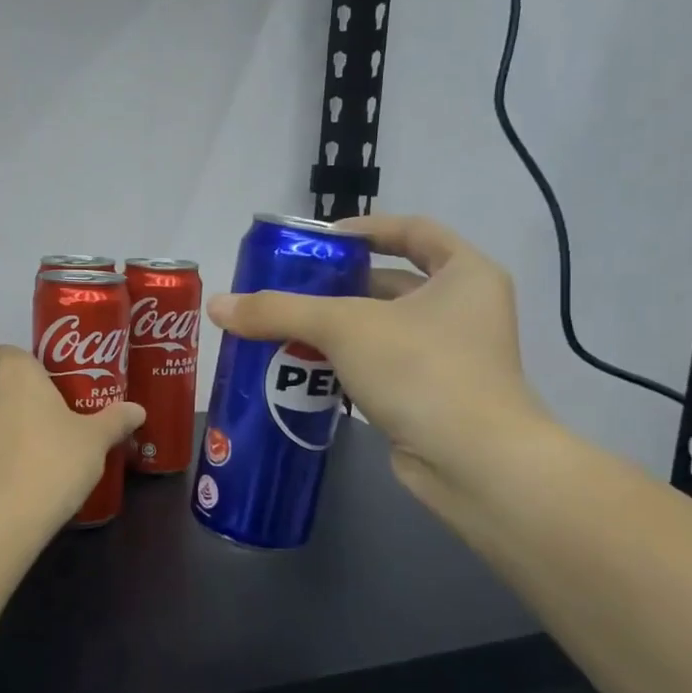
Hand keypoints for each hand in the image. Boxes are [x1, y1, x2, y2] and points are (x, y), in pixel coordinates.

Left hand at [0, 345, 145, 528]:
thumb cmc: (52, 462)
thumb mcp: (94, 441)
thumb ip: (115, 420)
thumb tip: (137, 410)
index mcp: (13, 371)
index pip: (10, 352)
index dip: (29, 368)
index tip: (53, 390)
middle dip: (19, 398)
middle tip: (51, 423)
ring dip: (3, 426)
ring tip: (34, 455)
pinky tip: (15, 479)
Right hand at [207, 214, 546, 513]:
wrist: (473, 464)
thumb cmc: (422, 370)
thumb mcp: (345, 327)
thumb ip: (279, 310)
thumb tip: (217, 305)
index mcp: (464, 274)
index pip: (413, 230)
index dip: (366, 228)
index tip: (320, 240)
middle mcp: (463, 310)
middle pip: (390, 282)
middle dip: (337, 285)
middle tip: (287, 288)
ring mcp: (451, 356)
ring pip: (381, 328)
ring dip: (335, 328)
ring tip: (282, 327)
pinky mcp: (432, 395)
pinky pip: (380, 366)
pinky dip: (344, 364)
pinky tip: (302, 368)